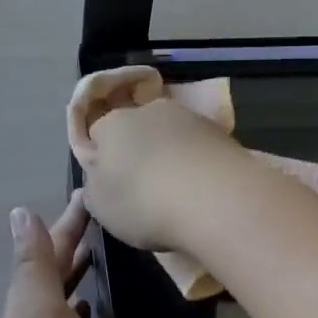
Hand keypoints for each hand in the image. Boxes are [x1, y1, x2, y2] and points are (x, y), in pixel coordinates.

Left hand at [0, 191, 98, 317]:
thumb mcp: (40, 306)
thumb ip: (34, 261)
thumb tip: (20, 212)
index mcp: (30, 291)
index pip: (53, 243)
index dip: (69, 218)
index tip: (90, 192)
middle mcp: (34, 308)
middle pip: (56, 262)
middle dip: (74, 236)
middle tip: (101, 213)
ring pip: (62, 287)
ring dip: (77, 265)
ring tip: (100, 248)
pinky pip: (71, 316)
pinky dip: (79, 300)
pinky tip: (90, 302)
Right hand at [66, 67, 238, 248]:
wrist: (214, 198)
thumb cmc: (143, 202)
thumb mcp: (101, 207)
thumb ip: (96, 188)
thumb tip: (99, 179)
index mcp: (111, 124)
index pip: (98, 134)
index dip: (104, 159)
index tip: (112, 185)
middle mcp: (148, 110)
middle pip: (137, 130)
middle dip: (139, 153)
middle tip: (146, 190)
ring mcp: (188, 117)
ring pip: (171, 135)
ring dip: (171, 156)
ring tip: (180, 193)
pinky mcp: (221, 132)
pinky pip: (199, 147)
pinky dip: (197, 163)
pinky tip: (203, 190)